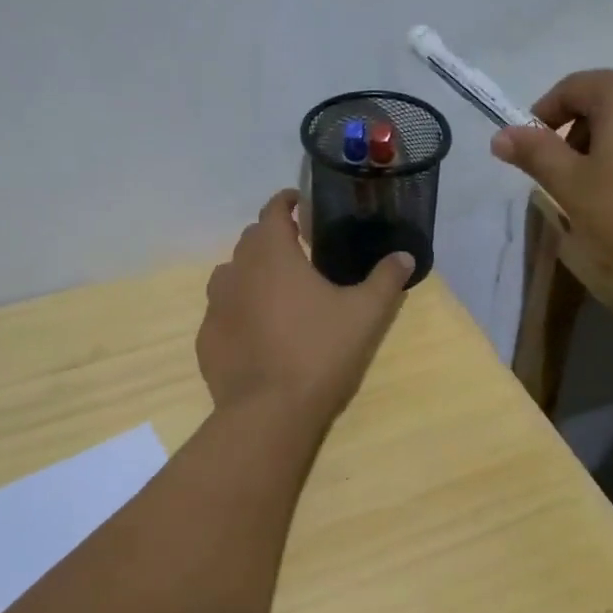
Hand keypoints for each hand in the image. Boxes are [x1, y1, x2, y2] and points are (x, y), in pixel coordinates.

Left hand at [197, 190, 413, 418]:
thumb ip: (385, 280)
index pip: (272, 211)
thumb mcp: (365, 315)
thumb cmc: (320, 352)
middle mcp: (237, 271)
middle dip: (272, 237)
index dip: (285, 201)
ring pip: (230, 273)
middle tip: (298, 250)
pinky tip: (256, 331)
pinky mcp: (206, 337)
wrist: (269, 411)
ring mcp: (215, 305)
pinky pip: (221, 310)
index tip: (298, 203)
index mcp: (273, 255)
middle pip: (250, 240)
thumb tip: (405, 256)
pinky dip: (238, 309)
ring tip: (275, 290)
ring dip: (251, 271)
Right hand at [490, 68, 612, 287]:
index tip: (530, 156)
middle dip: (577, 138)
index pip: (570, 89)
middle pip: (605, 103)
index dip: (541, 119)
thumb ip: (535, 155)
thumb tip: (501, 134)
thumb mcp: (573, 187)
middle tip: (567, 183)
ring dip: (611, 151)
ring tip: (605, 198)